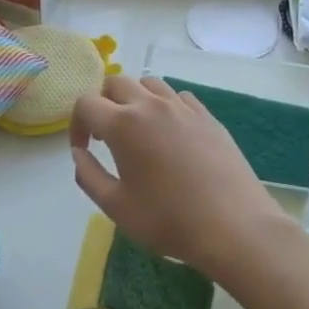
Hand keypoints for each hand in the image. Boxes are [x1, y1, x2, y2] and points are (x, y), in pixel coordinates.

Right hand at [70, 76, 296, 279]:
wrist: (233, 225)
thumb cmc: (168, 220)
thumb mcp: (115, 206)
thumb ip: (88, 175)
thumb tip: (79, 153)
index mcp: (124, 124)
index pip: (86, 103)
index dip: (76, 124)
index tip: (83, 148)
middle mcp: (152, 105)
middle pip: (116, 83)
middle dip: (103, 103)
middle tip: (105, 136)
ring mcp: (184, 107)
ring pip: (150, 83)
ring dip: (134, 99)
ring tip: (137, 130)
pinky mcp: (208, 116)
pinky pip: (179, 97)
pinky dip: (165, 106)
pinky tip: (170, 134)